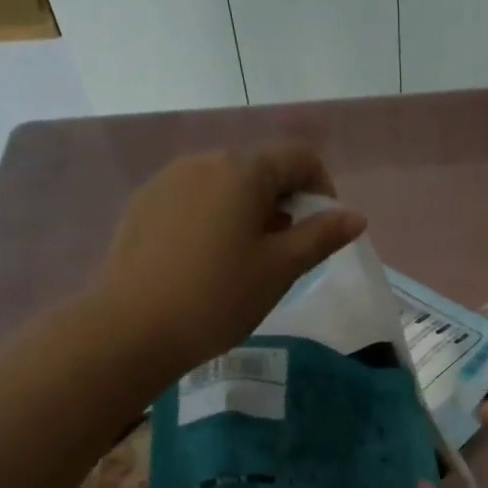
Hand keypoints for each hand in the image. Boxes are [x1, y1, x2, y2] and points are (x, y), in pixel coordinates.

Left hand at [101, 147, 365, 373]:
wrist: (132, 328)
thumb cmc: (219, 297)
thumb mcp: (281, 269)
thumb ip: (321, 236)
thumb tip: (354, 216)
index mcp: (243, 171)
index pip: (300, 158)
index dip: (323, 189)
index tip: (323, 231)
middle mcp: (204, 161)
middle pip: (260, 169)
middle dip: (284, 202)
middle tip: (286, 252)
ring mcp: (167, 180)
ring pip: (225, 184)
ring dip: (249, 210)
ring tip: (245, 259)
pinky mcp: (143, 204)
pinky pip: (193, 199)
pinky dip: (213, 218)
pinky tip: (206, 260)